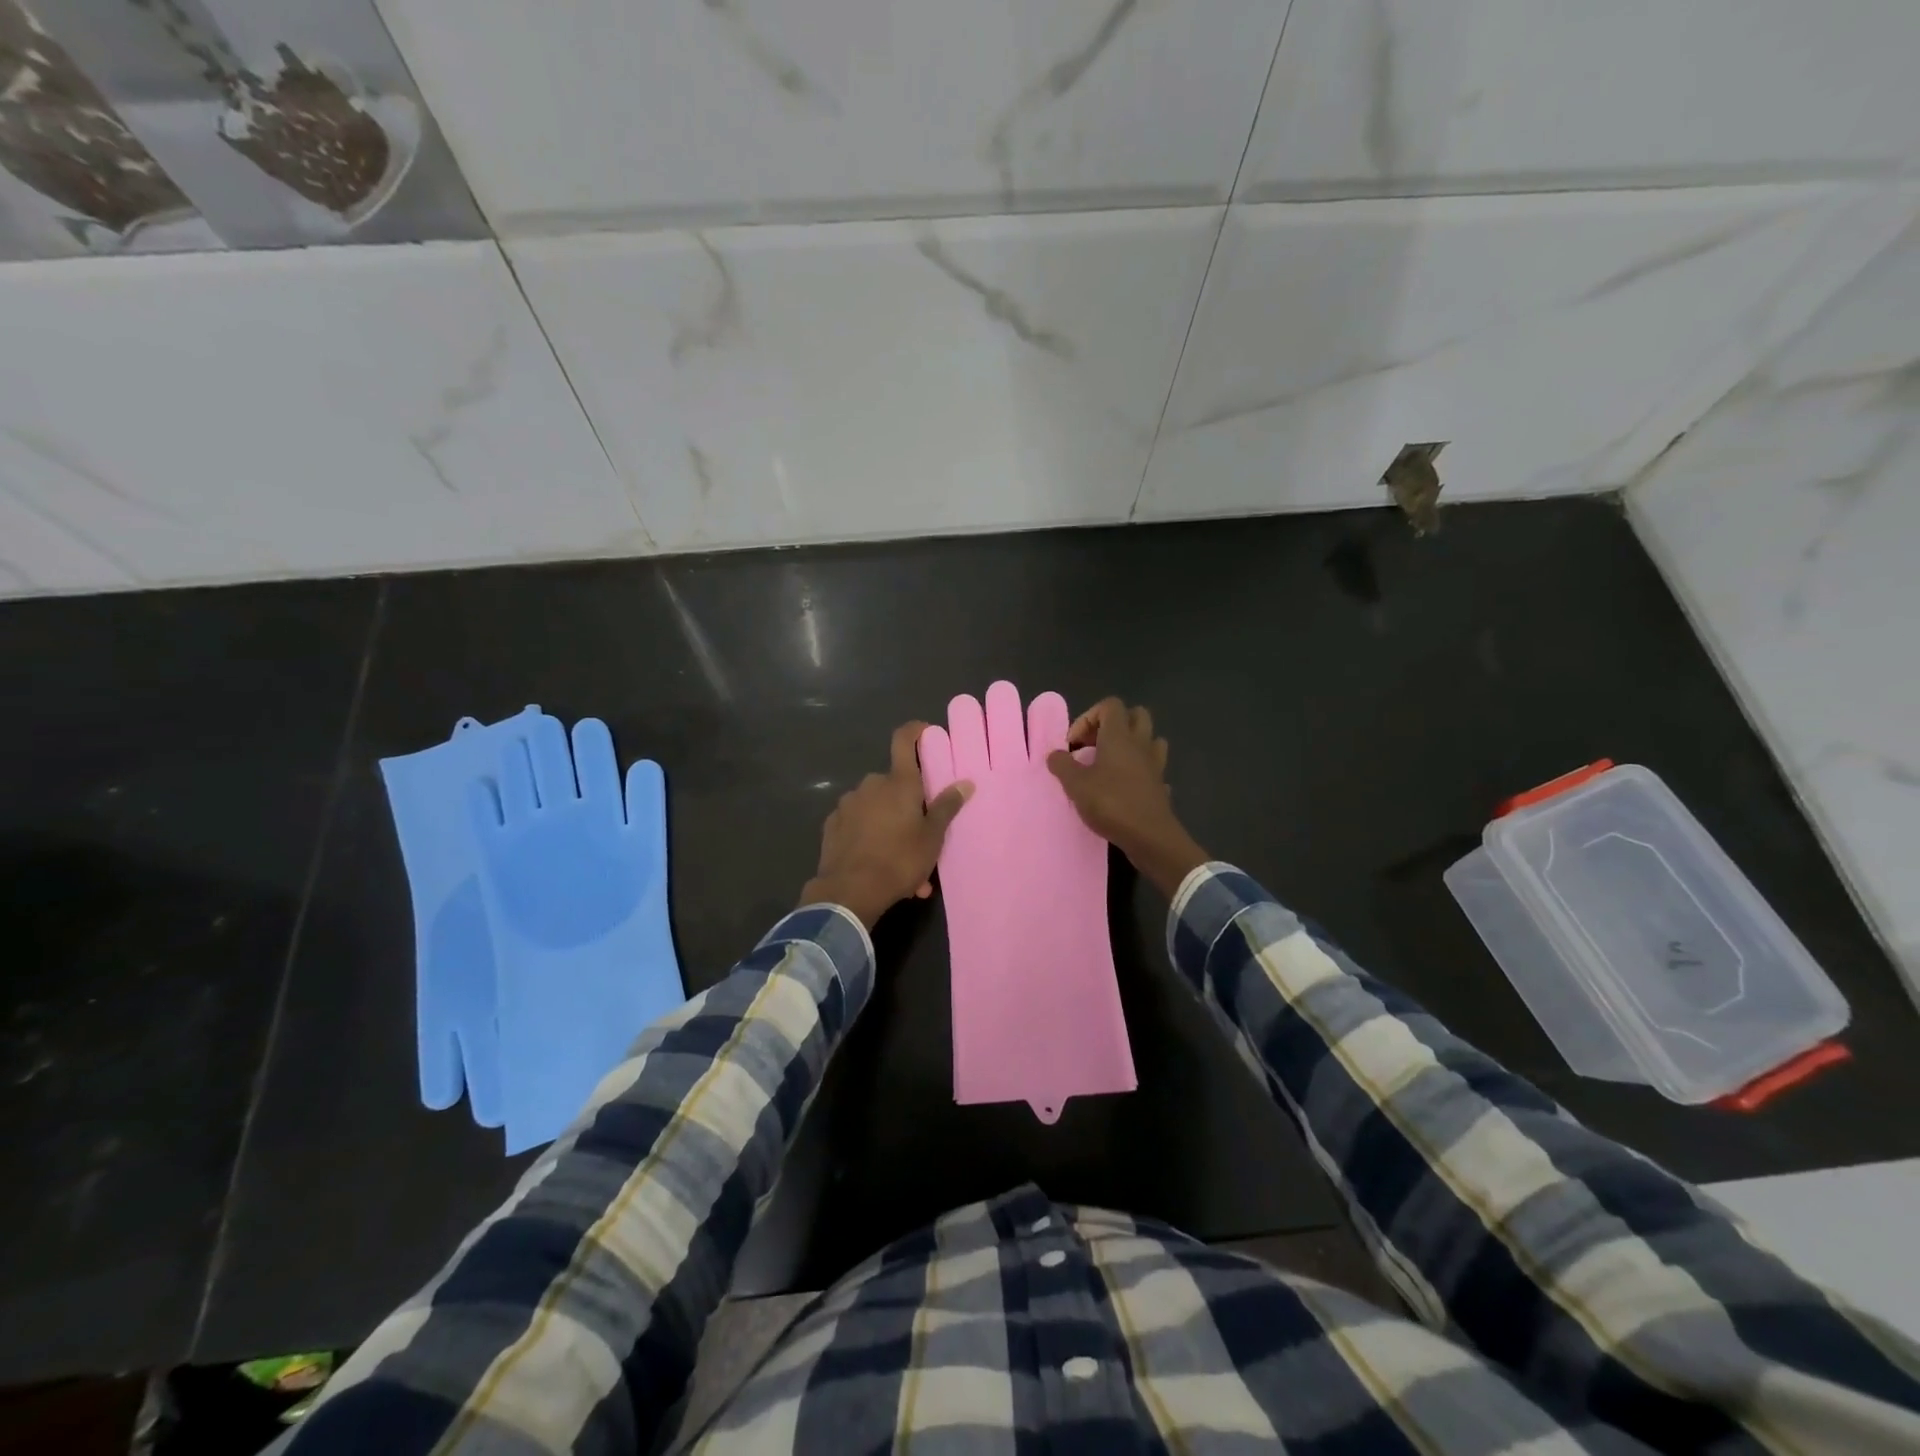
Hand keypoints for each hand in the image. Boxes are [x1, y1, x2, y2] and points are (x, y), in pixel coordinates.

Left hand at [801, 721, 972, 927]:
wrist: (849, 891)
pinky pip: (858, 824)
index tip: (926, 733)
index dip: (915, 731)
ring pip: (876, 807)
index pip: (904, 740)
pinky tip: (876, 862)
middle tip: (922, 833)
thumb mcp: (932, 837)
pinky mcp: (832, 825)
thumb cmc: (899, 860)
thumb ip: (947, 807)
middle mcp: (870, 785)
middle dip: (907, 803)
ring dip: (890, 826)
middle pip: (893, 782)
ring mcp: (848, 804)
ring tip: (903, 862)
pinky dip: (869, 836)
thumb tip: (965, 782)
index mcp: (898, 782)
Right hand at [1046, 698, 1208, 896]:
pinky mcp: (1161, 785)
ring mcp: (1155, 764)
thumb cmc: (1111, 803)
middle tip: (1094, 746)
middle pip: (1136, 715)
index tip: (1075, 743)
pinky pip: (1153, 768)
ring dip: (1132, 745)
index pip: (1110, 705)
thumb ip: (1062, 765)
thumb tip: (1054, 754)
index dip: (1089, 717)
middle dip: (1114, 725)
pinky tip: (1128, 786)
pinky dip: (1142, 771)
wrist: (1150, 836)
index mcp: (1119, 736)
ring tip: (1112, 763)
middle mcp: (1140, 744)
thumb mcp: (1076, 784)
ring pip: (1150, 739)